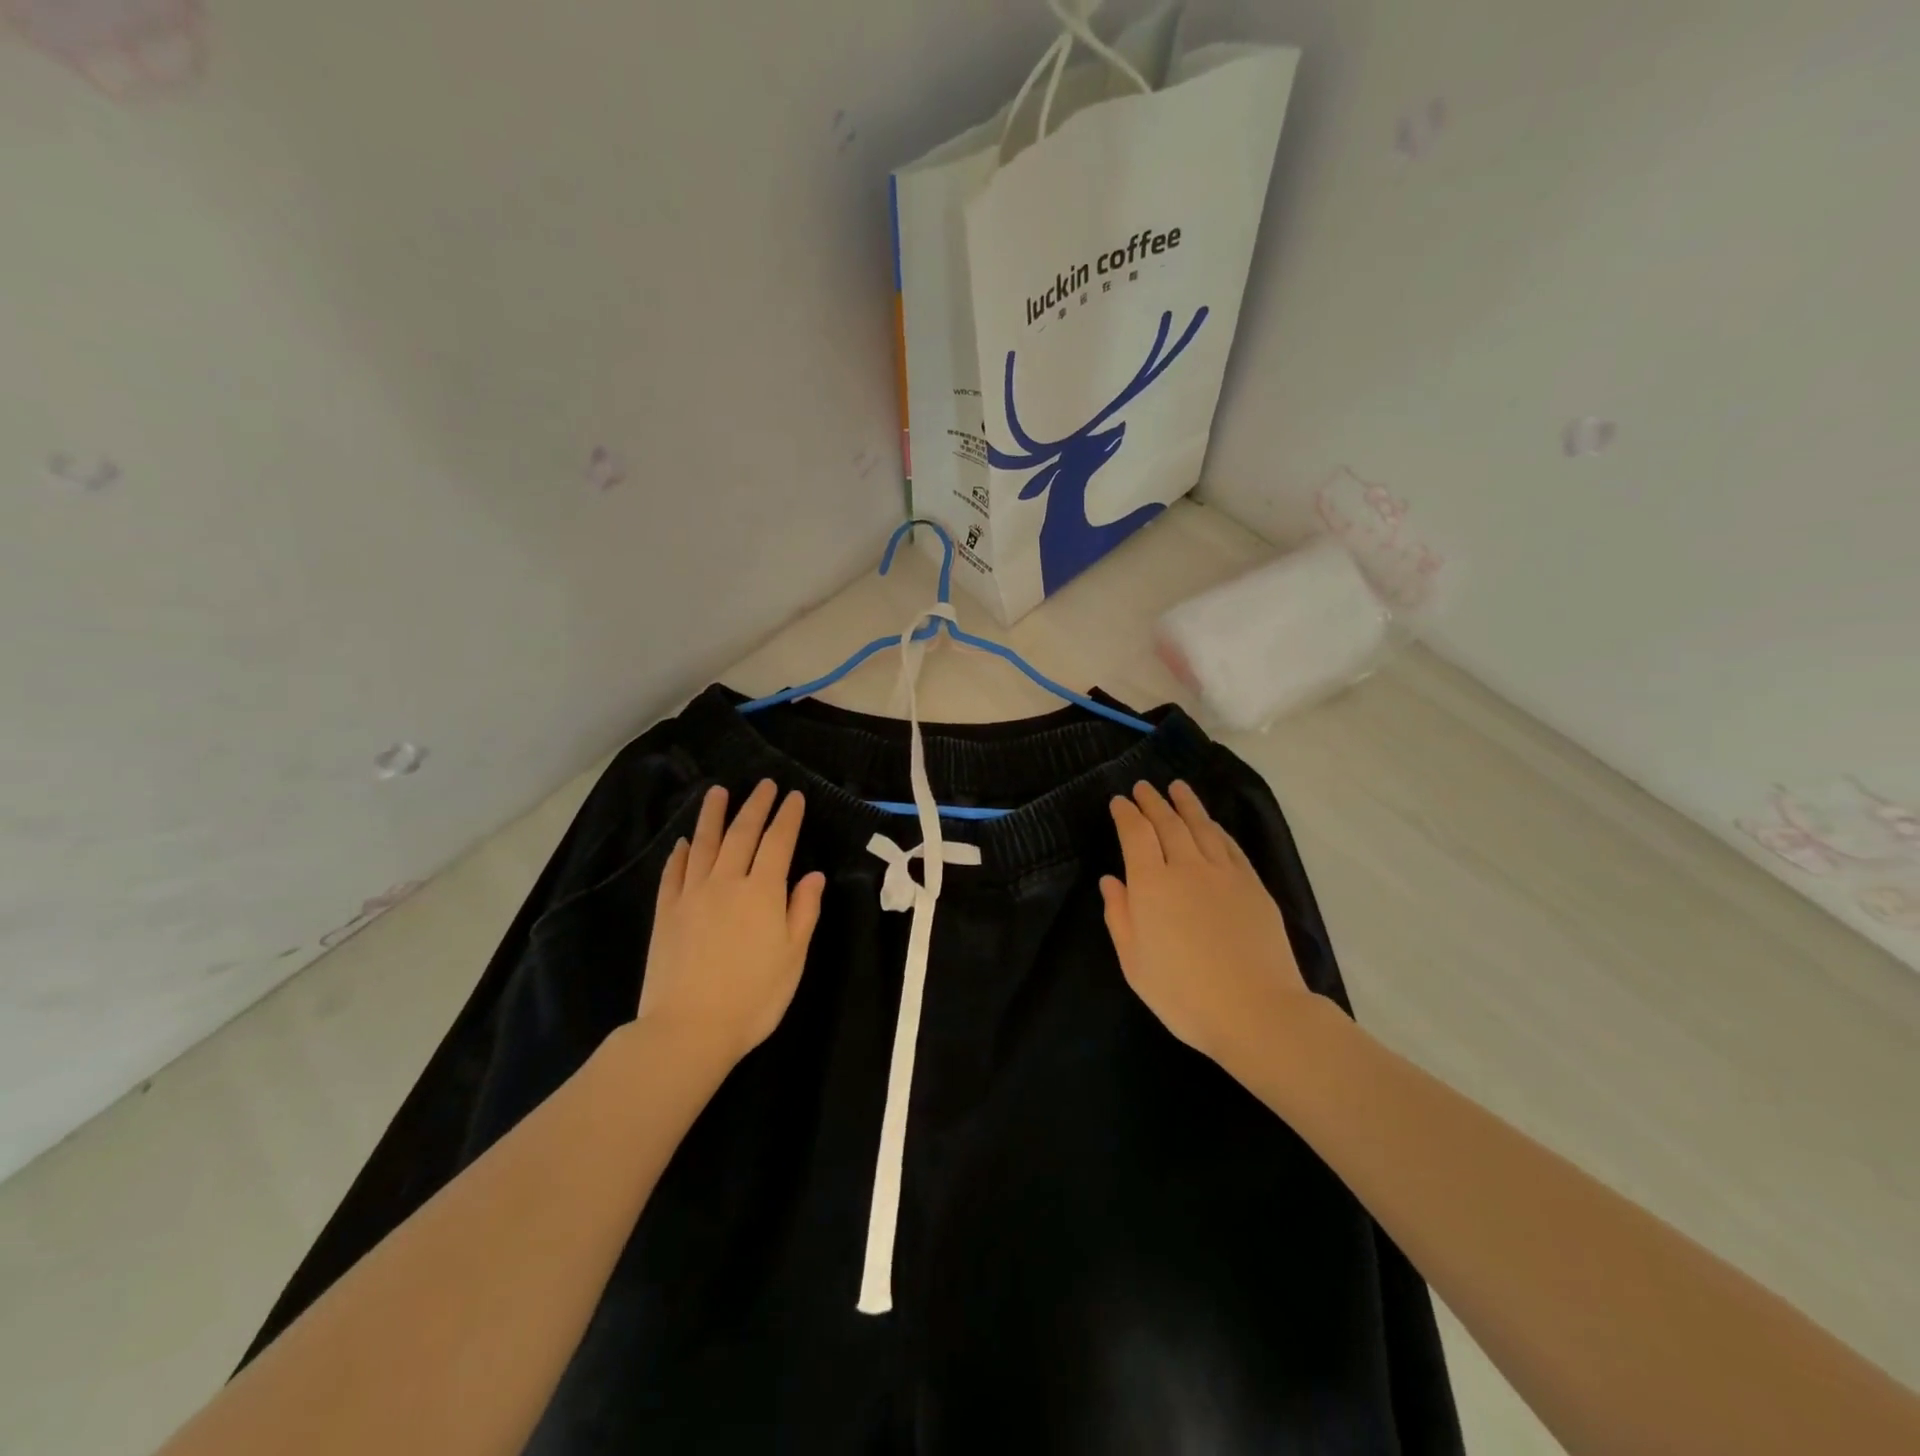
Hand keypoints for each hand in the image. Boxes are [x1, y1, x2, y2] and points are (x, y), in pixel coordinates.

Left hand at [638, 781, 826, 1066]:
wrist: (688, 1028)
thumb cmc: (753, 997)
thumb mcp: (793, 957)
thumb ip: (803, 911)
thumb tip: (813, 875)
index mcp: (763, 892)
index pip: (778, 842)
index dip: (787, 817)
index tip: (794, 796)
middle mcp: (727, 882)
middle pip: (741, 834)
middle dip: (755, 806)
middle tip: (764, 785)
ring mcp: (692, 895)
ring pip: (704, 844)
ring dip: (712, 815)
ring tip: (717, 792)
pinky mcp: (666, 912)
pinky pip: (673, 872)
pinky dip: (680, 853)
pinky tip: (684, 842)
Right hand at [1101, 781, 1312, 1069]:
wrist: (1256, 1011)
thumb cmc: (1184, 994)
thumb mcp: (1135, 963)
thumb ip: (1120, 916)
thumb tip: (1111, 881)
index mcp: (1152, 885)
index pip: (1136, 835)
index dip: (1126, 815)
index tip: (1119, 801)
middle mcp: (1186, 868)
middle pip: (1167, 823)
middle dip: (1153, 802)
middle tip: (1143, 786)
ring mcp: (1224, 874)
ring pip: (1201, 827)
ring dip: (1186, 804)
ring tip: (1177, 787)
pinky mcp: (1253, 885)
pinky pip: (1230, 845)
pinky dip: (1216, 828)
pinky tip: (1211, 823)